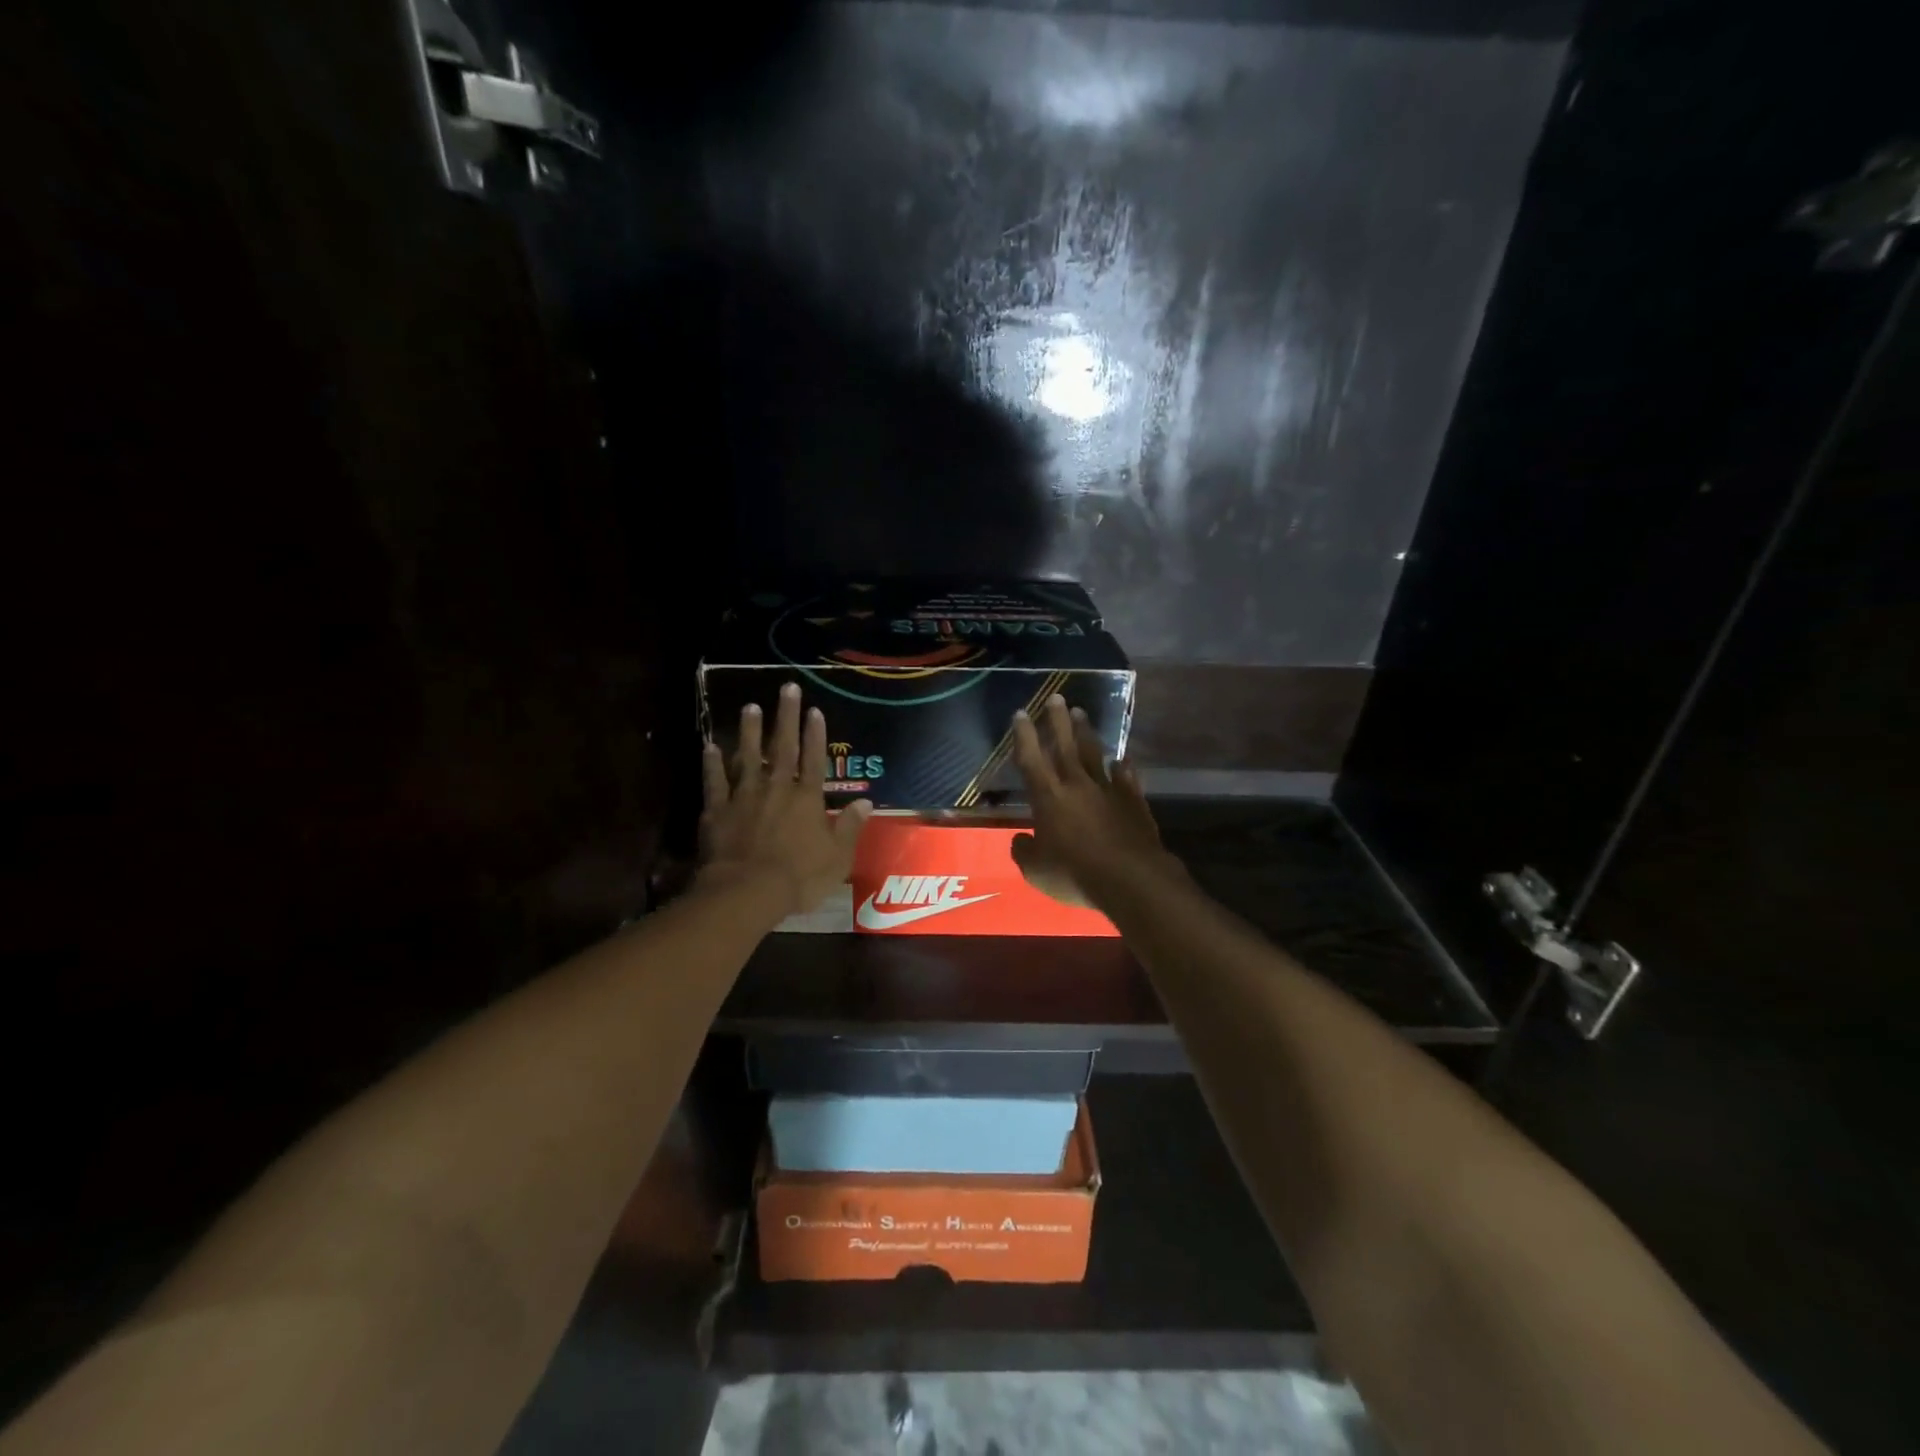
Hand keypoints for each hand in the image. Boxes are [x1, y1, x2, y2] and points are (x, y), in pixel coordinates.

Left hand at [697, 682, 872, 916]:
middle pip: (782, 747)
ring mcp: (744, 796)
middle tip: (786, 688)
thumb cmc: (799, 877)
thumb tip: (866, 803)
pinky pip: (715, 781)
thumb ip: (850, 827)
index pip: (814, 759)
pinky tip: (709, 746)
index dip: (815, 734)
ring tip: (750, 707)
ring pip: (747, 756)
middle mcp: (777, 788)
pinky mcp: (718, 810)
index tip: (814, 709)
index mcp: (807, 799)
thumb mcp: (837, 857)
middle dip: (786, 716)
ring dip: (749, 731)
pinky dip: (712, 764)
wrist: (747, 891)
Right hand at [1009, 694, 1180, 909]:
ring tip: (1081, 713)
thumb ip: (1024, 852)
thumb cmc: (1075, 874)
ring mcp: (1108, 791)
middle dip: (1058, 721)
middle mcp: (1077, 786)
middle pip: (1065, 746)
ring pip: (1094, 755)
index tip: (1021, 713)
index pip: (1032, 760)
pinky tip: (1122, 759)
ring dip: (1086, 733)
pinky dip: (1123, 768)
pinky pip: (1126, 778)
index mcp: (1049, 798)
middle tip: (1055, 697)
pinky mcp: (1133, 802)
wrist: (1130, 878)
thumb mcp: (1036, 871)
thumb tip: (1021, 840)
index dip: (1024, 736)